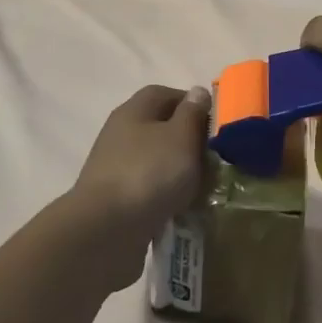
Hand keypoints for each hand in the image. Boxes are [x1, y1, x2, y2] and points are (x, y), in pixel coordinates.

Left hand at [50, 84, 209, 291]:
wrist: (106, 230)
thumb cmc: (148, 173)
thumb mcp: (180, 137)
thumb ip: (192, 113)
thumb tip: (197, 92)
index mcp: (134, 111)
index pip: (164, 94)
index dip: (191, 103)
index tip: (215, 123)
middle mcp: (121, 134)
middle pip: (160, 128)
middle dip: (188, 141)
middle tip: (216, 158)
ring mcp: (116, 168)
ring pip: (155, 161)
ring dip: (178, 172)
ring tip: (205, 187)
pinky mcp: (116, 200)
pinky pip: (149, 191)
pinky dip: (166, 197)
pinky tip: (183, 210)